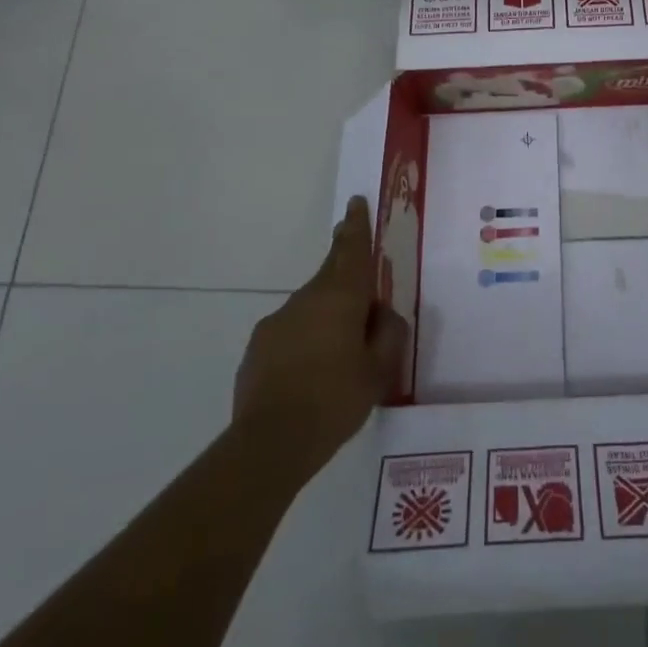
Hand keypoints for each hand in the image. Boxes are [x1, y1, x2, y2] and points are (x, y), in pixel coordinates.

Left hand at [232, 196, 408, 485]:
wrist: (269, 443)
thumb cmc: (334, 401)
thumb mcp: (379, 371)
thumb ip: (389, 334)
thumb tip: (383, 313)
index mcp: (341, 297)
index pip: (352, 249)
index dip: (356, 225)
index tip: (355, 203)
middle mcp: (307, 298)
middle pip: (330, 271)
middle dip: (343, 261)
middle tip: (352, 258)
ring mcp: (278, 321)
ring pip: (311, 305)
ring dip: (326, 314)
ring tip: (338, 351)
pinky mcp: (258, 346)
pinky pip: (290, 331)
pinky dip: (304, 340)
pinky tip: (309, 373)